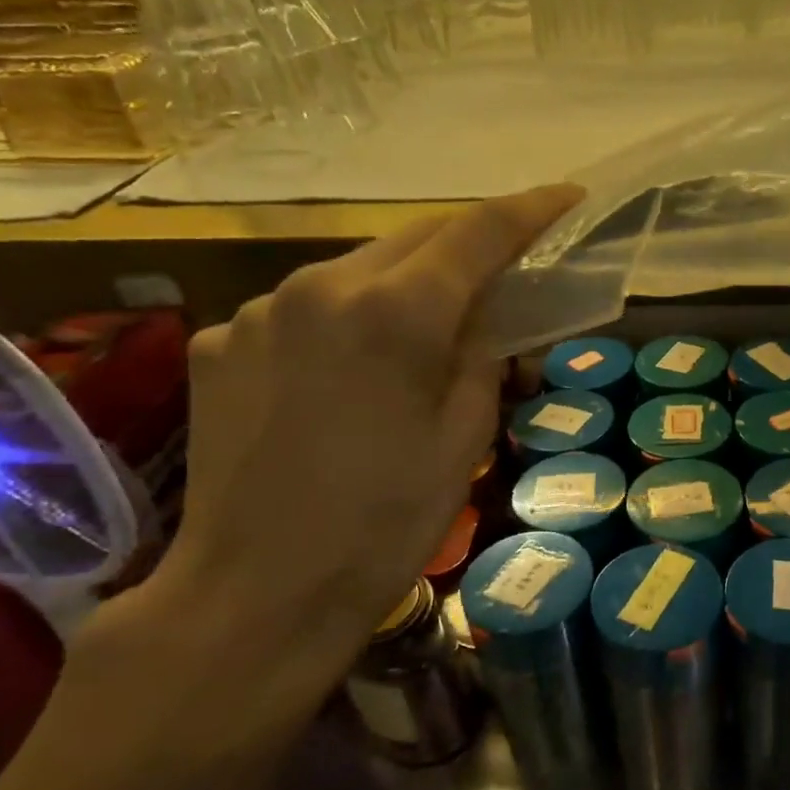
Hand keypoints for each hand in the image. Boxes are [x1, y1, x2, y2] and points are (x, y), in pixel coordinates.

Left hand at [80, 186, 581, 741]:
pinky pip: (304, 308)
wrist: (256, 593)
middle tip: (505, 270)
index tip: (569, 196)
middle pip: (416, 237)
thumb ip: (482, 357)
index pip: (479, 231)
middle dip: (468, 245)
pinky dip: (345, 320)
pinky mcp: (221, 341)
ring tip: (425, 330)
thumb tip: (486, 323)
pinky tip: (348, 373)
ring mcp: (261, 310)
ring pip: (357, 268)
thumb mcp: (464, 437)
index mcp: (396, 311)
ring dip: (404, 282)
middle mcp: (323, 286)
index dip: (531, 209)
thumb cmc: (385, 522)